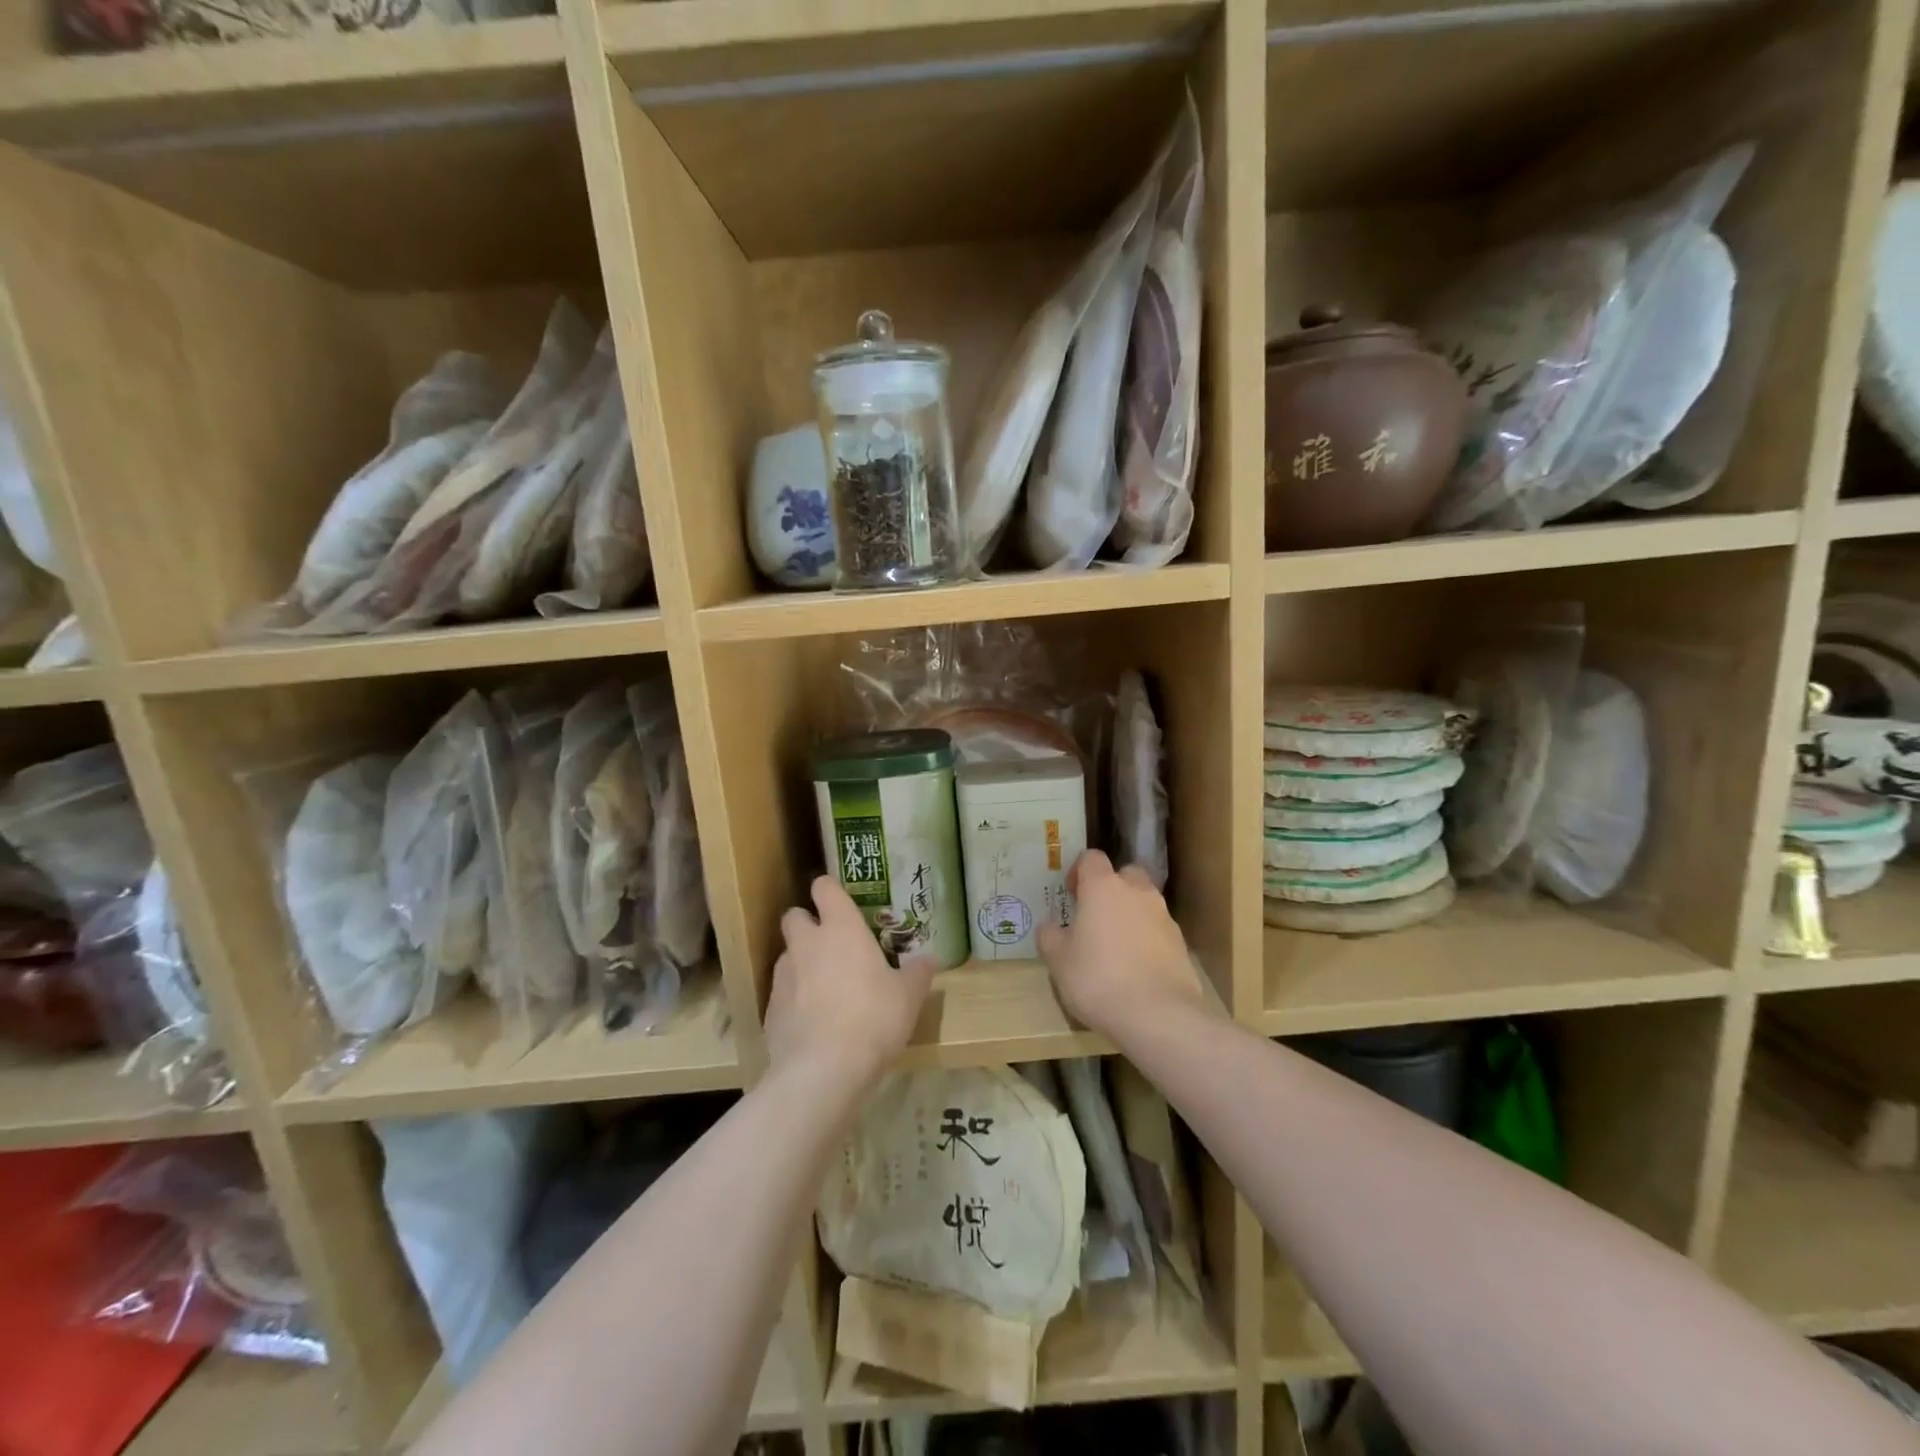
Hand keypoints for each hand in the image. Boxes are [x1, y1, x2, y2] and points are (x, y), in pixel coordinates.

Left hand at [765, 876, 934, 1091]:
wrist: (823, 1070)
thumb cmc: (873, 1018)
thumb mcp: (908, 997)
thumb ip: (918, 973)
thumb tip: (931, 960)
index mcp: (841, 928)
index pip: (825, 888)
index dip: (829, 889)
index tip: (840, 900)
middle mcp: (807, 943)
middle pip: (794, 915)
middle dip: (807, 923)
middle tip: (830, 943)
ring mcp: (783, 975)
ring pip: (787, 954)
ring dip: (800, 961)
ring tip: (823, 986)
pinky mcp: (770, 1008)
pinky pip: (781, 991)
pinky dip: (793, 998)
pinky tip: (812, 1021)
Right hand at [1038, 850, 1206, 1039]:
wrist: (1158, 1015)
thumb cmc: (1098, 979)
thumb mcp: (1058, 961)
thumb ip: (1050, 937)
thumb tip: (1050, 926)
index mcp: (1103, 887)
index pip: (1091, 858)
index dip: (1079, 871)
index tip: (1071, 894)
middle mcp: (1137, 892)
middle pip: (1125, 874)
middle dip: (1111, 888)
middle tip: (1095, 916)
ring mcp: (1164, 917)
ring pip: (1144, 902)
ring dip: (1130, 914)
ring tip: (1115, 947)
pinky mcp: (1181, 944)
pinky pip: (1158, 930)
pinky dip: (1147, 940)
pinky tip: (1136, 968)